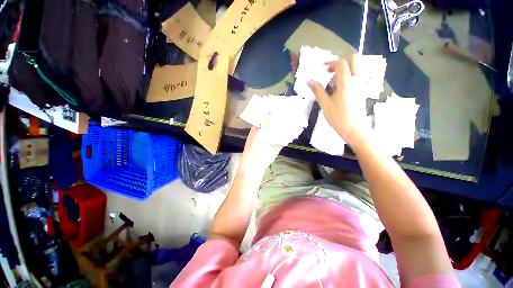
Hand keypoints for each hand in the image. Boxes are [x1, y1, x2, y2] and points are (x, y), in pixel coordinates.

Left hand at [240, 115, 303, 169]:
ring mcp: (272, 138)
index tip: (283, 105)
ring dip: (289, 126)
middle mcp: (266, 131)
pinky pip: (285, 138)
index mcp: (259, 127)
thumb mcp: (259, 136)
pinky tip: (298, 130)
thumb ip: (267, 126)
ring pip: (281, 130)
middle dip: (284, 118)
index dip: (274, 111)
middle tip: (294, 110)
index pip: (267, 117)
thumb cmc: (254, 150)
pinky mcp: (278, 145)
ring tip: (298, 118)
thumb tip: (274, 115)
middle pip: (276, 123)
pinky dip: (291, 135)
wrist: (255, 166)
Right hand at [308, 54, 368, 144]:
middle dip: (342, 63)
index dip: (331, 63)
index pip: (341, 64)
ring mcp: (361, 86)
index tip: (322, 68)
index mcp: (346, 82)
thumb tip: (309, 81)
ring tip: (332, 83)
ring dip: (345, 71)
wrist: (355, 129)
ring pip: (356, 69)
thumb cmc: (338, 117)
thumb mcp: (325, 104)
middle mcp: (356, 80)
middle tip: (331, 72)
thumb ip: (318, 90)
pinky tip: (338, 91)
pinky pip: (356, 78)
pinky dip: (348, 78)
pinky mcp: (362, 92)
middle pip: (354, 61)